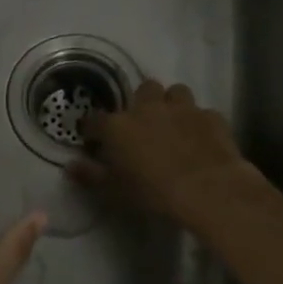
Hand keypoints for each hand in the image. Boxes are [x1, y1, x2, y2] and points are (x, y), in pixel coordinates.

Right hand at [76, 80, 267, 230]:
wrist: (208, 191)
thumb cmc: (153, 193)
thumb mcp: (114, 191)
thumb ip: (90, 175)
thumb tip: (71, 166)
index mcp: (118, 126)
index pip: (95, 120)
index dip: (92, 129)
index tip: (93, 140)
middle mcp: (148, 108)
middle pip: (143, 90)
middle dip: (142, 103)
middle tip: (143, 125)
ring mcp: (183, 109)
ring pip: (176, 92)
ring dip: (172, 105)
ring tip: (174, 124)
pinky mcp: (211, 117)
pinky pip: (203, 113)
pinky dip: (199, 123)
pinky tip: (201, 139)